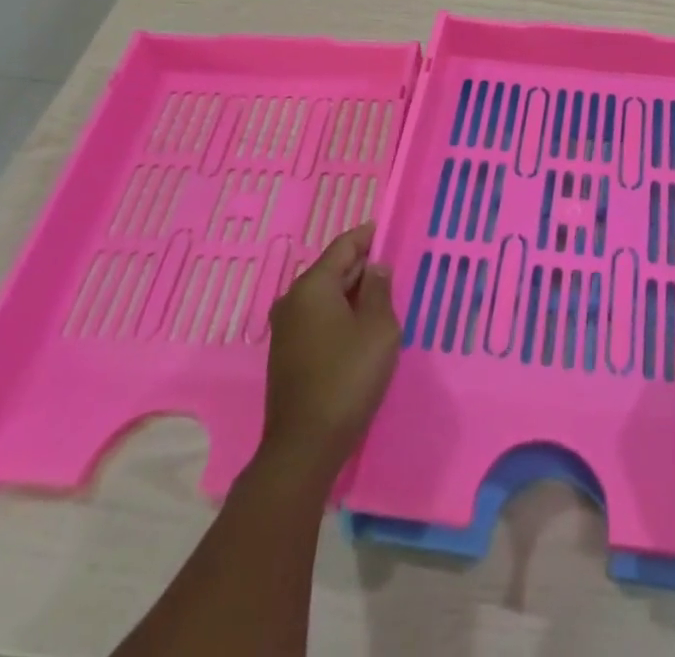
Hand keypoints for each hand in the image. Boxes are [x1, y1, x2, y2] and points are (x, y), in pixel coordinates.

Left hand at [260, 222, 399, 488]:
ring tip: (379, 295)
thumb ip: (379, 290)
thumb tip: (375, 268)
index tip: (384, 229)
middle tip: (389, 266)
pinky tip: (358, 326)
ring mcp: (285, 328)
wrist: (304, 446)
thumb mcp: (379, 328)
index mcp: (313, 286)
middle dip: (360, 265)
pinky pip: (317, 317)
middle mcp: (292, 300)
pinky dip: (338, 313)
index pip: (343, 246)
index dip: (366, 236)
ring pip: (324, 295)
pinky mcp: (286, 353)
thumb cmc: (348, 378)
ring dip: (350, 292)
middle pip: (331, 269)